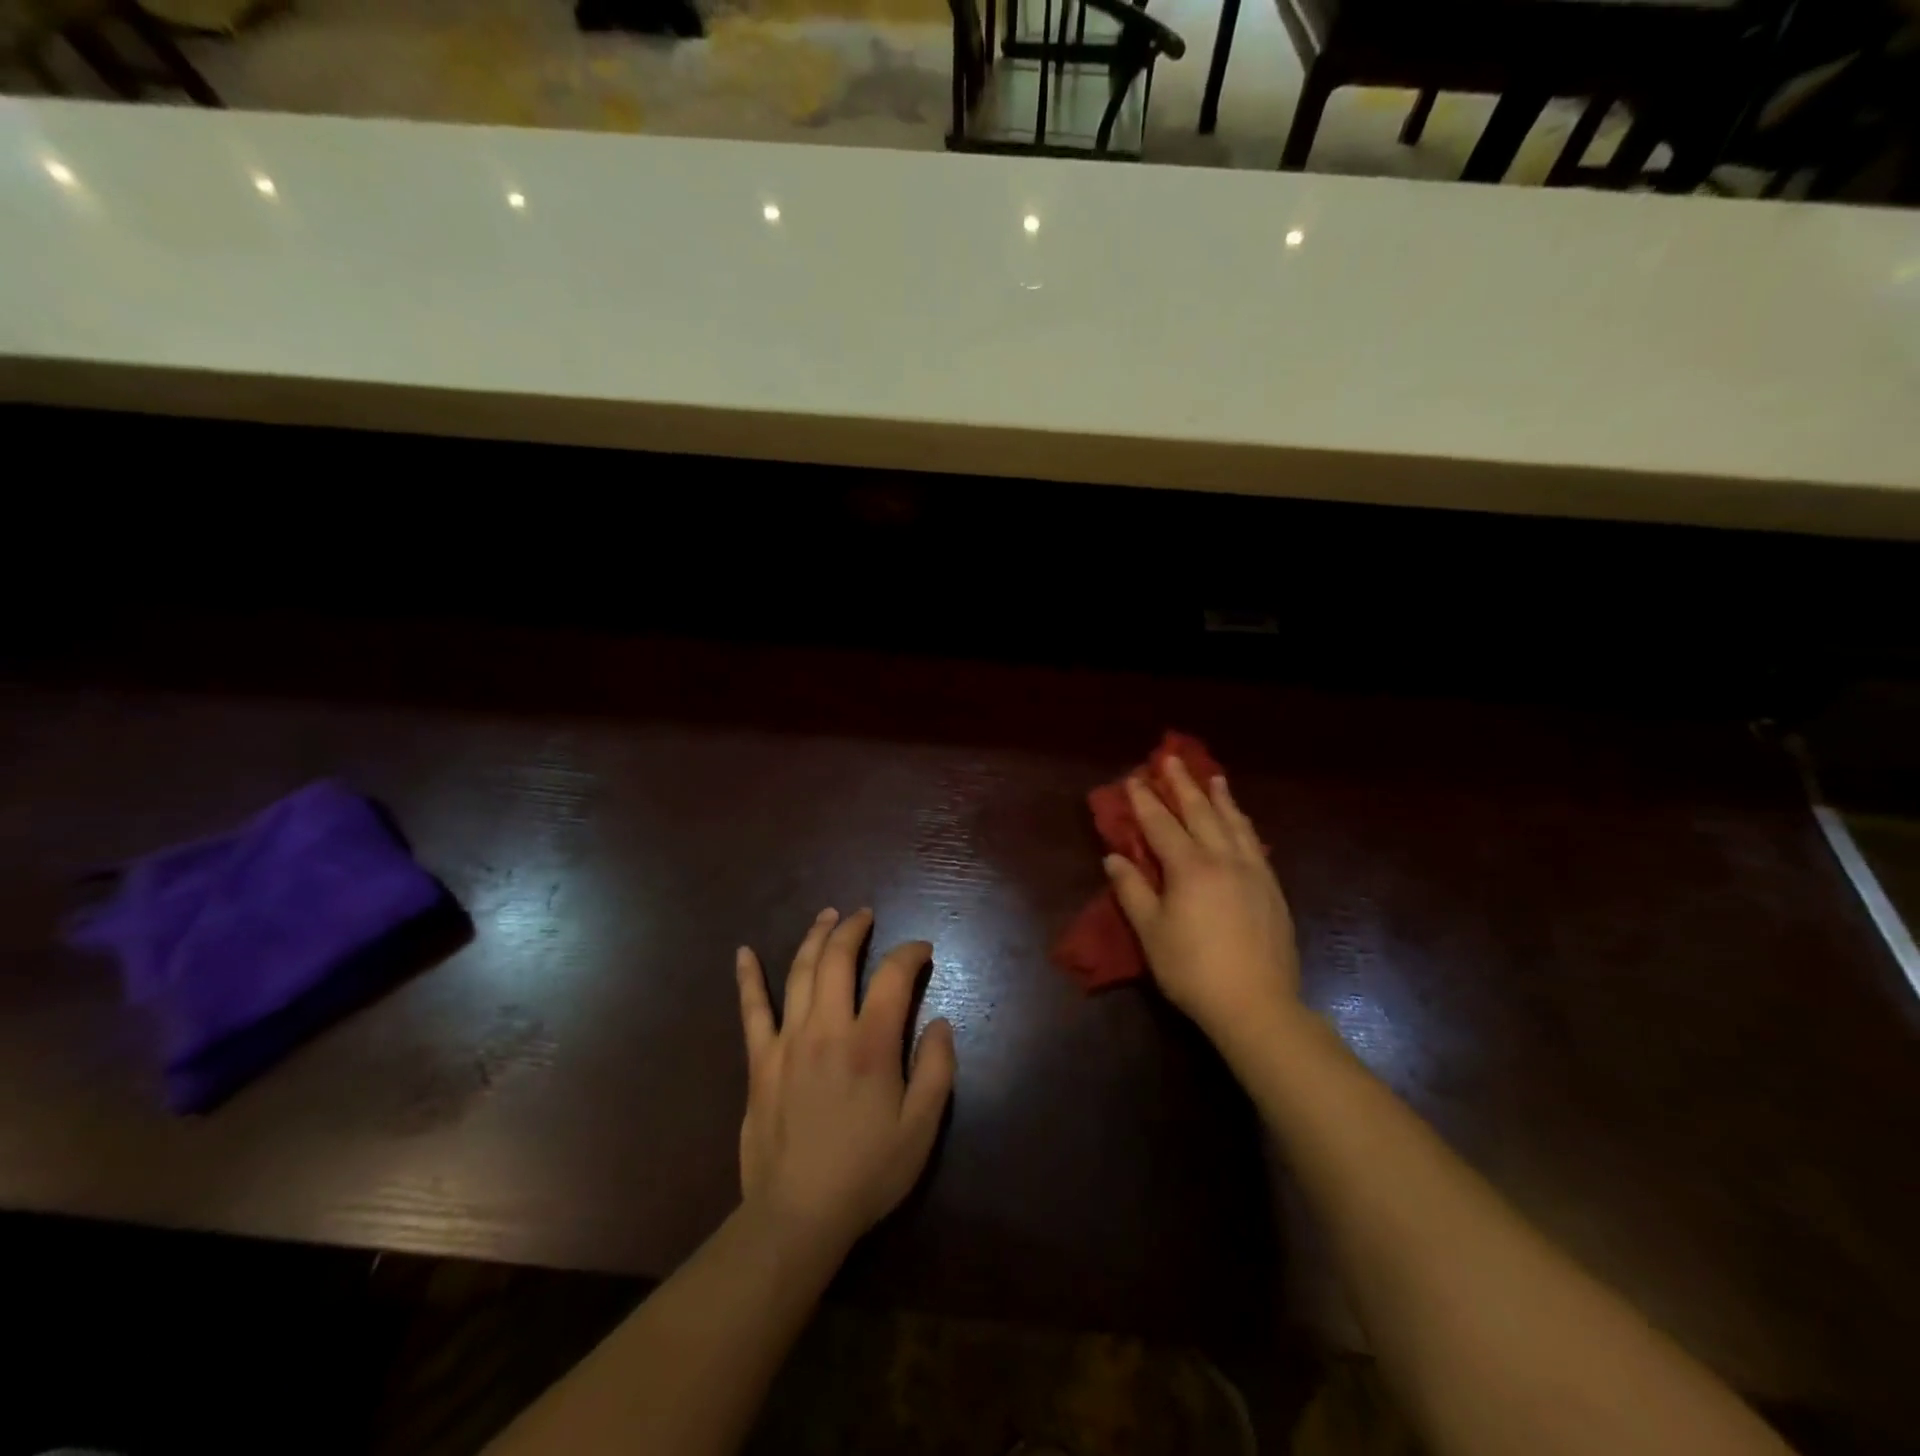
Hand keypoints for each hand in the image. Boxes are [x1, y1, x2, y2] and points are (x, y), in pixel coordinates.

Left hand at [735, 908, 956, 1261]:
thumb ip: (936, 1069)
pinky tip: (743, 952)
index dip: (910, 953)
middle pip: (838, 960)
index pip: (893, 976)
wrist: (797, 1215)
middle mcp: (827, 1029)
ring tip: (827, 916)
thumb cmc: (866, 1173)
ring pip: (799, 972)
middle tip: (865, 915)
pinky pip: (752, 1010)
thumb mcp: (921, 1129)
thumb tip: (940, 1022)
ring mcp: (788, 1042)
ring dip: (815, 937)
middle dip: (854, 929)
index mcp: (871, 1044)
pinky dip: (748, 978)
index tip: (922, 950)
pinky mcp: (760, 1061)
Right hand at [1104, 759, 1301, 1051]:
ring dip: (1220, 797)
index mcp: (1189, 867)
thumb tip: (1114, 857)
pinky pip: (1255, 843)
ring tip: (1214, 777)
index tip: (1134, 778)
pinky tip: (1241, 821)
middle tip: (1171, 759)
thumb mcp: (1151, 932)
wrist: (1256, 1004)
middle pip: (1200, 812)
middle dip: (1183, 784)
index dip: (1145, 800)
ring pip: (1234, 823)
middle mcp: (1223, 859)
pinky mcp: (1272, 889)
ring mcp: (1253, 872)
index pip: (1161, 824)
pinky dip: (1243, 824)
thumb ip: (1132, 890)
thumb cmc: (1192, 969)